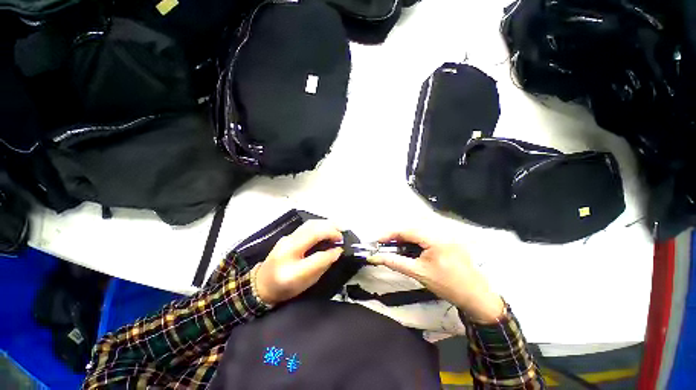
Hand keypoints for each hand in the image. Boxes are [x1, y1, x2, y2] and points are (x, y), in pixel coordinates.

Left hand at [255, 220, 343, 305]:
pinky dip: (320, 225)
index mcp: (291, 270)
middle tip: (342, 236)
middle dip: (331, 231)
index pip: (317, 257)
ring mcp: (287, 238)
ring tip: (337, 229)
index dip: (332, 252)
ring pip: (310, 224)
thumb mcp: (306, 283)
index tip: (341, 249)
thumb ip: (322, 266)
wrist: (261, 283)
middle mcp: (288, 249)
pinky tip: (326, 228)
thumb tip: (337, 251)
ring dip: (327, 224)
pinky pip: (307, 226)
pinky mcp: (288, 235)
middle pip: (313, 232)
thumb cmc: (285, 288)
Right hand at [368, 230, 503, 323]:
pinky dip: (416, 237)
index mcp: (435, 238)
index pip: (407, 230)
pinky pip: (428, 232)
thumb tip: (375, 257)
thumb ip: (395, 262)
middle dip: (397, 234)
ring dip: (406, 235)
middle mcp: (442, 231)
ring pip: (420, 228)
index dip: (390, 234)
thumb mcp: (418, 273)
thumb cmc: (446, 285)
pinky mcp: (449, 237)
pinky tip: (412, 246)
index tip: (377, 240)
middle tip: (386, 244)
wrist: (475, 296)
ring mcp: (447, 233)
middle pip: (412, 226)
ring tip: (397, 245)